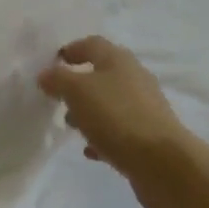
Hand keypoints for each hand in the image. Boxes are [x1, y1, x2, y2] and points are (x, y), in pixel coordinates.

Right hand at [38, 36, 195, 207]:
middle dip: (78, 85)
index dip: (71, 50)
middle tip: (58, 98)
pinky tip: (90, 150)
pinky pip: (120, 130)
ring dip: (89, 112)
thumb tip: (45, 74)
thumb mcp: (77, 92)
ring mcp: (144, 107)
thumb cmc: (116, 117)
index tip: (52, 64)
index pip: (91, 44)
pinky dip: (103, 136)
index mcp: (118, 59)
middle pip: (101, 73)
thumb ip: (58, 79)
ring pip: (110, 103)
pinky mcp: (149, 136)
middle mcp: (134, 77)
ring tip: (70, 127)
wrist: (163, 164)